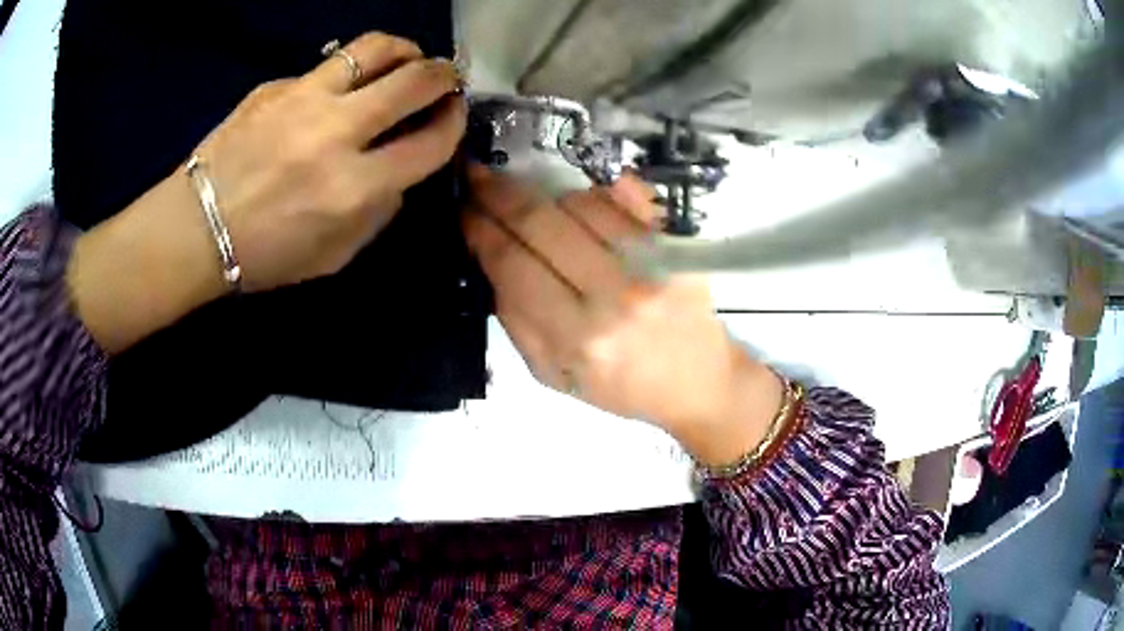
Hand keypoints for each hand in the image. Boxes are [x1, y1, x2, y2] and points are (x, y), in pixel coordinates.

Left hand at [194, 32, 465, 290]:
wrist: (195, 230)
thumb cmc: (264, 255)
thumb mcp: (335, 256)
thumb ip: (378, 213)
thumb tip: (399, 171)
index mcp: (353, 187)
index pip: (431, 141)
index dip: (454, 124)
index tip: (456, 115)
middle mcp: (335, 133)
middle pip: (414, 80)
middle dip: (444, 75)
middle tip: (445, 79)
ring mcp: (302, 99)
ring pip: (374, 48)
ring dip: (404, 50)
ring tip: (405, 61)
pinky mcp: (275, 86)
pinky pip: (325, 68)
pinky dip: (345, 75)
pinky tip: (334, 92)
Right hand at [463, 166, 784, 465]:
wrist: (697, 382)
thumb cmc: (621, 386)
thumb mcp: (553, 374)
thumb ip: (516, 320)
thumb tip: (491, 259)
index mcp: (578, 338)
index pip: (514, 265)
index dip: (481, 229)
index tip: (463, 208)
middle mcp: (616, 295)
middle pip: (541, 222)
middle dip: (499, 192)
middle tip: (477, 173)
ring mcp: (652, 264)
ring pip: (580, 203)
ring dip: (544, 194)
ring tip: (531, 201)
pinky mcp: (678, 247)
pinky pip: (627, 197)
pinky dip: (594, 190)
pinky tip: (575, 195)